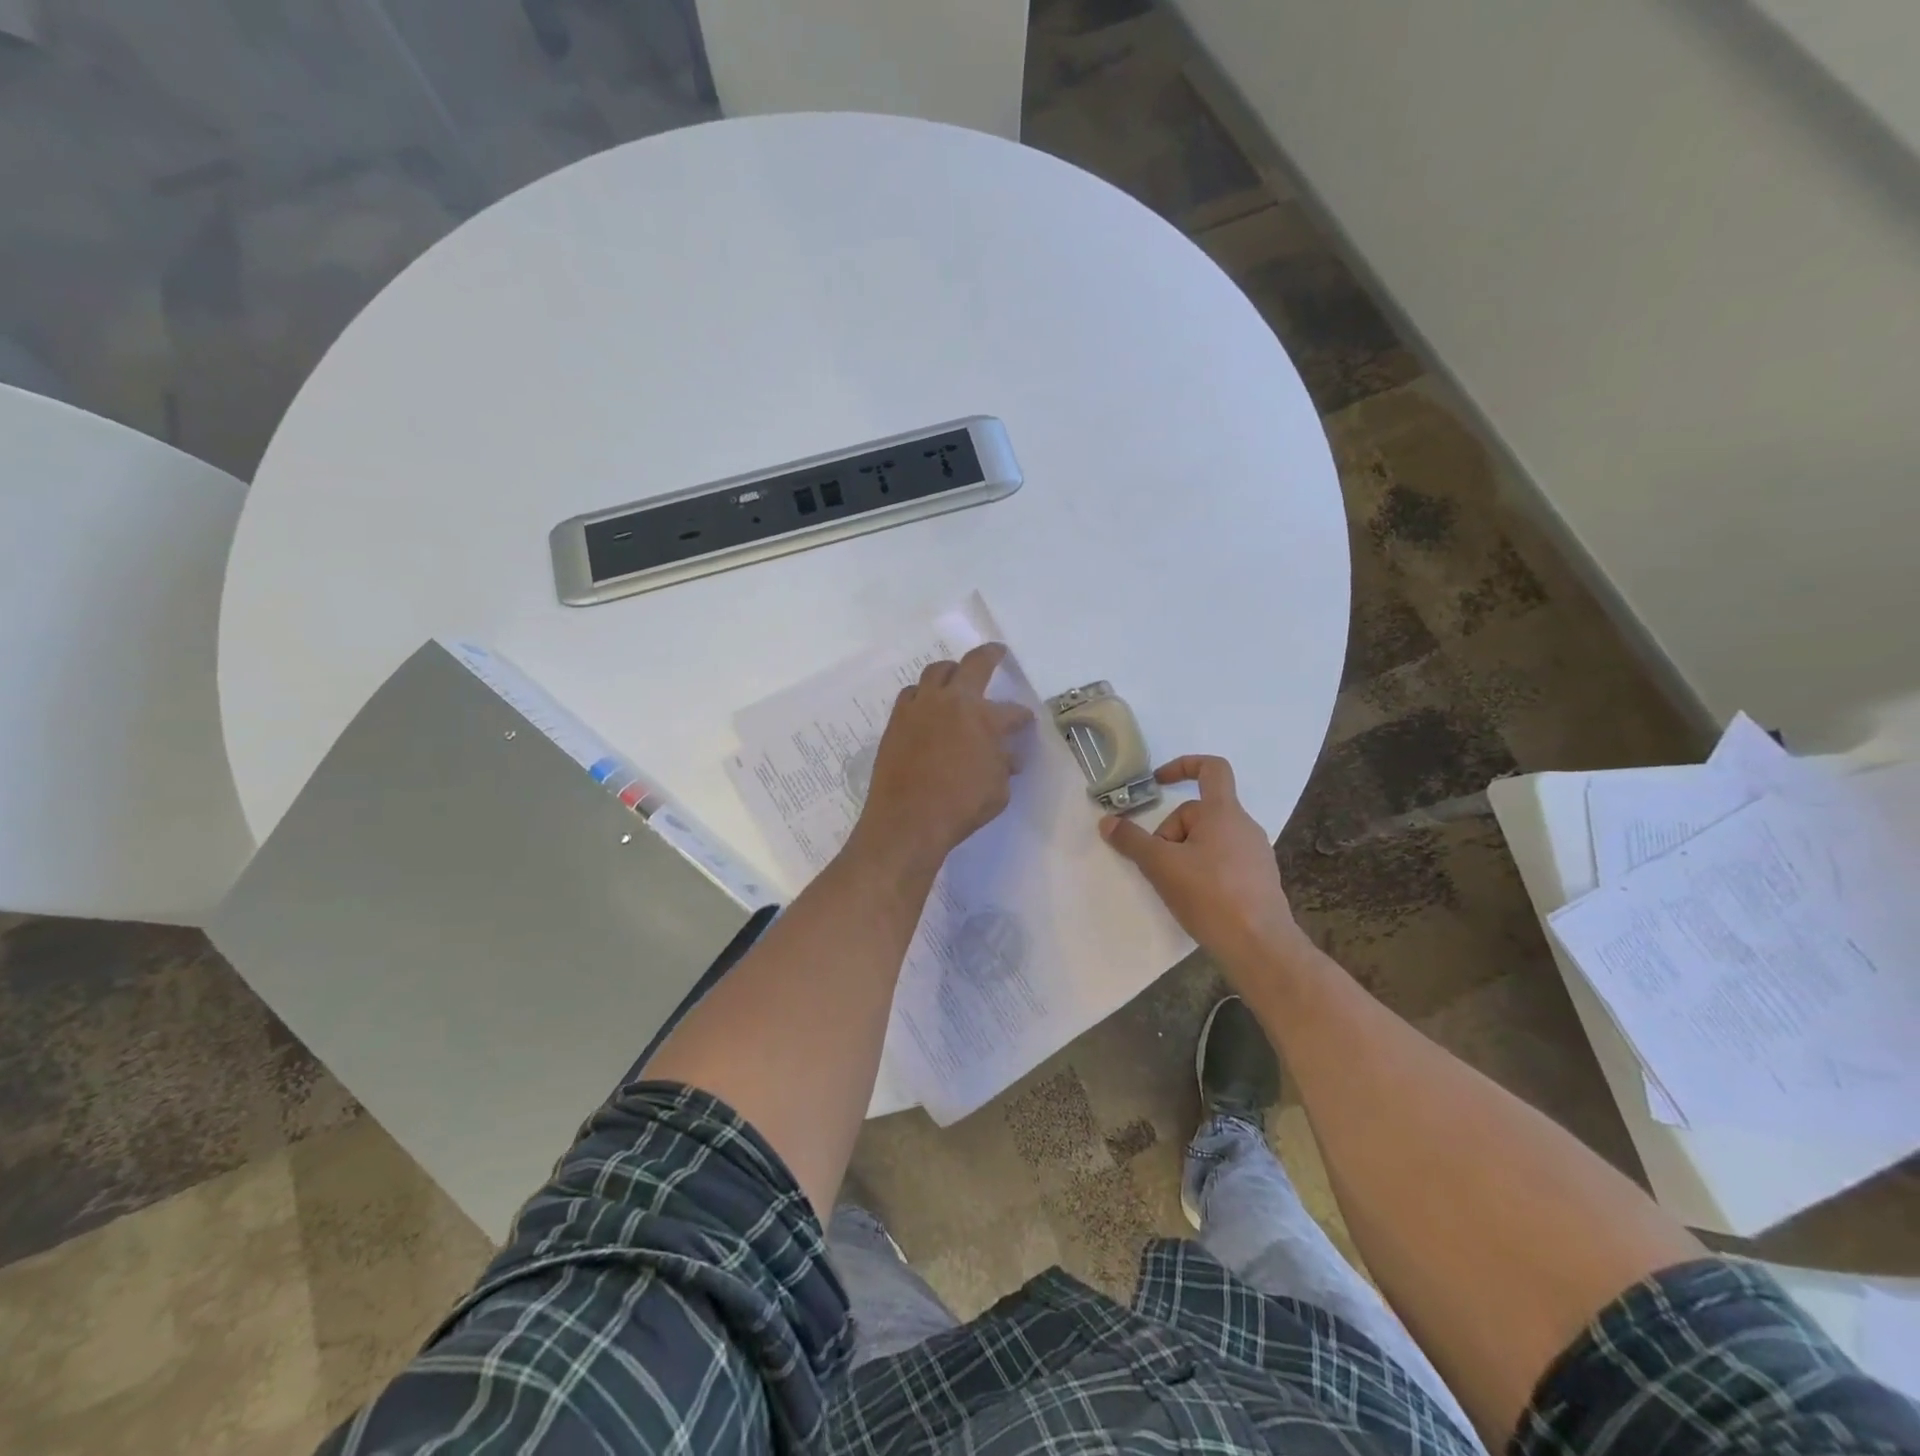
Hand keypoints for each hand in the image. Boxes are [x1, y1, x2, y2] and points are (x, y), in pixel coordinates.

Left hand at [852, 643, 1033, 871]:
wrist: (907, 820)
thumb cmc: (960, 807)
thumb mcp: (998, 791)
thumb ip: (1003, 765)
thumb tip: (1006, 756)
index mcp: (984, 718)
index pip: (1012, 712)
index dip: (1022, 717)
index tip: (1024, 723)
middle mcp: (952, 702)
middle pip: (974, 664)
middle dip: (990, 655)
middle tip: (997, 653)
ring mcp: (920, 706)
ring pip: (937, 671)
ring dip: (952, 671)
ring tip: (956, 676)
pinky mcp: (897, 719)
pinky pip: (912, 693)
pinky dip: (923, 694)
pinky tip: (927, 705)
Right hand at [1099, 755, 1312, 976]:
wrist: (1260, 946)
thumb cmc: (1210, 895)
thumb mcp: (1161, 866)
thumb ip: (1132, 841)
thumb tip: (1107, 821)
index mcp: (1224, 813)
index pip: (1211, 768)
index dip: (1182, 766)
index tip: (1157, 783)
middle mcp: (1244, 826)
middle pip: (1199, 813)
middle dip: (1171, 833)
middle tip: (1158, 864)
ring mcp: (1255, 853)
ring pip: (1210, 839)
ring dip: (1185, 853)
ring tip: (1174, 883)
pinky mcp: (1259, 880)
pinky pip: (1224, 861)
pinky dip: (1203, 870)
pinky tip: (1195, 898)